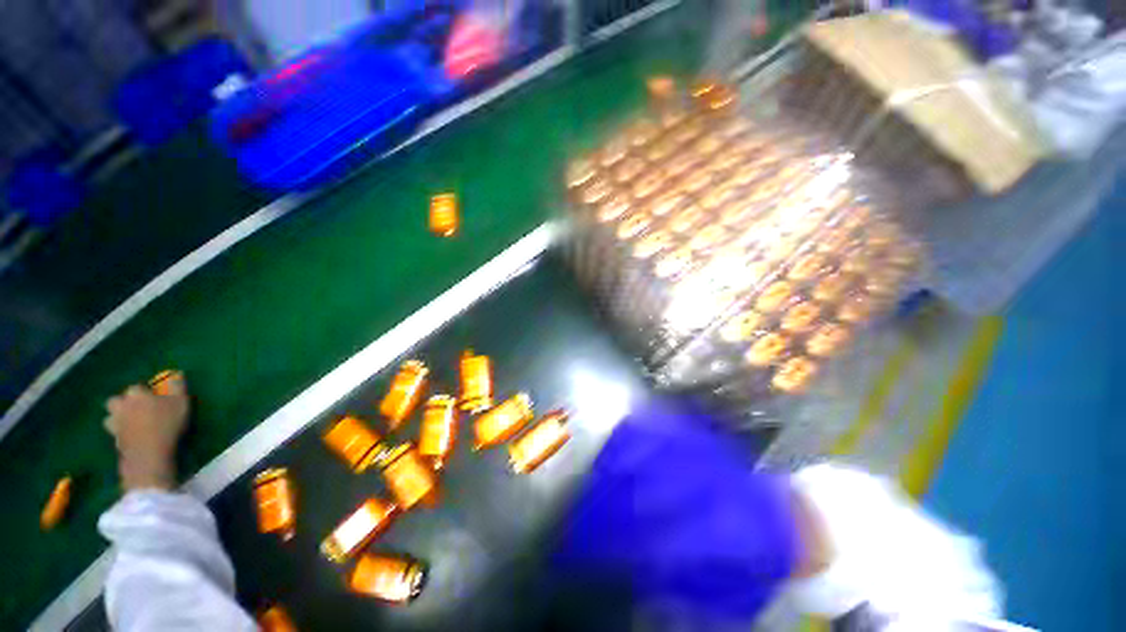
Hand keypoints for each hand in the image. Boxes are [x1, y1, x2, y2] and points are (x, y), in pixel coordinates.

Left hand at [104, 372, 189, 490]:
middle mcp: (121, 406)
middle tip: (135, 409)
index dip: (143, 392)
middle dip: (122, 404)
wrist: (149, 453)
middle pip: (115, 401)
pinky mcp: (115, 440)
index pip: (135, 387)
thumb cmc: (166, 423)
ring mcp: (115, 424)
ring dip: (116, 419)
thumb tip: (176, 373)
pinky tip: (129, 437)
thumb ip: (177, 386)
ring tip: (128, 424)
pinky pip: (114, 433)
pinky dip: (120, 434)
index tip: (152, 398)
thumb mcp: (180, 402)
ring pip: (109, 418)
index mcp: (135, 395)